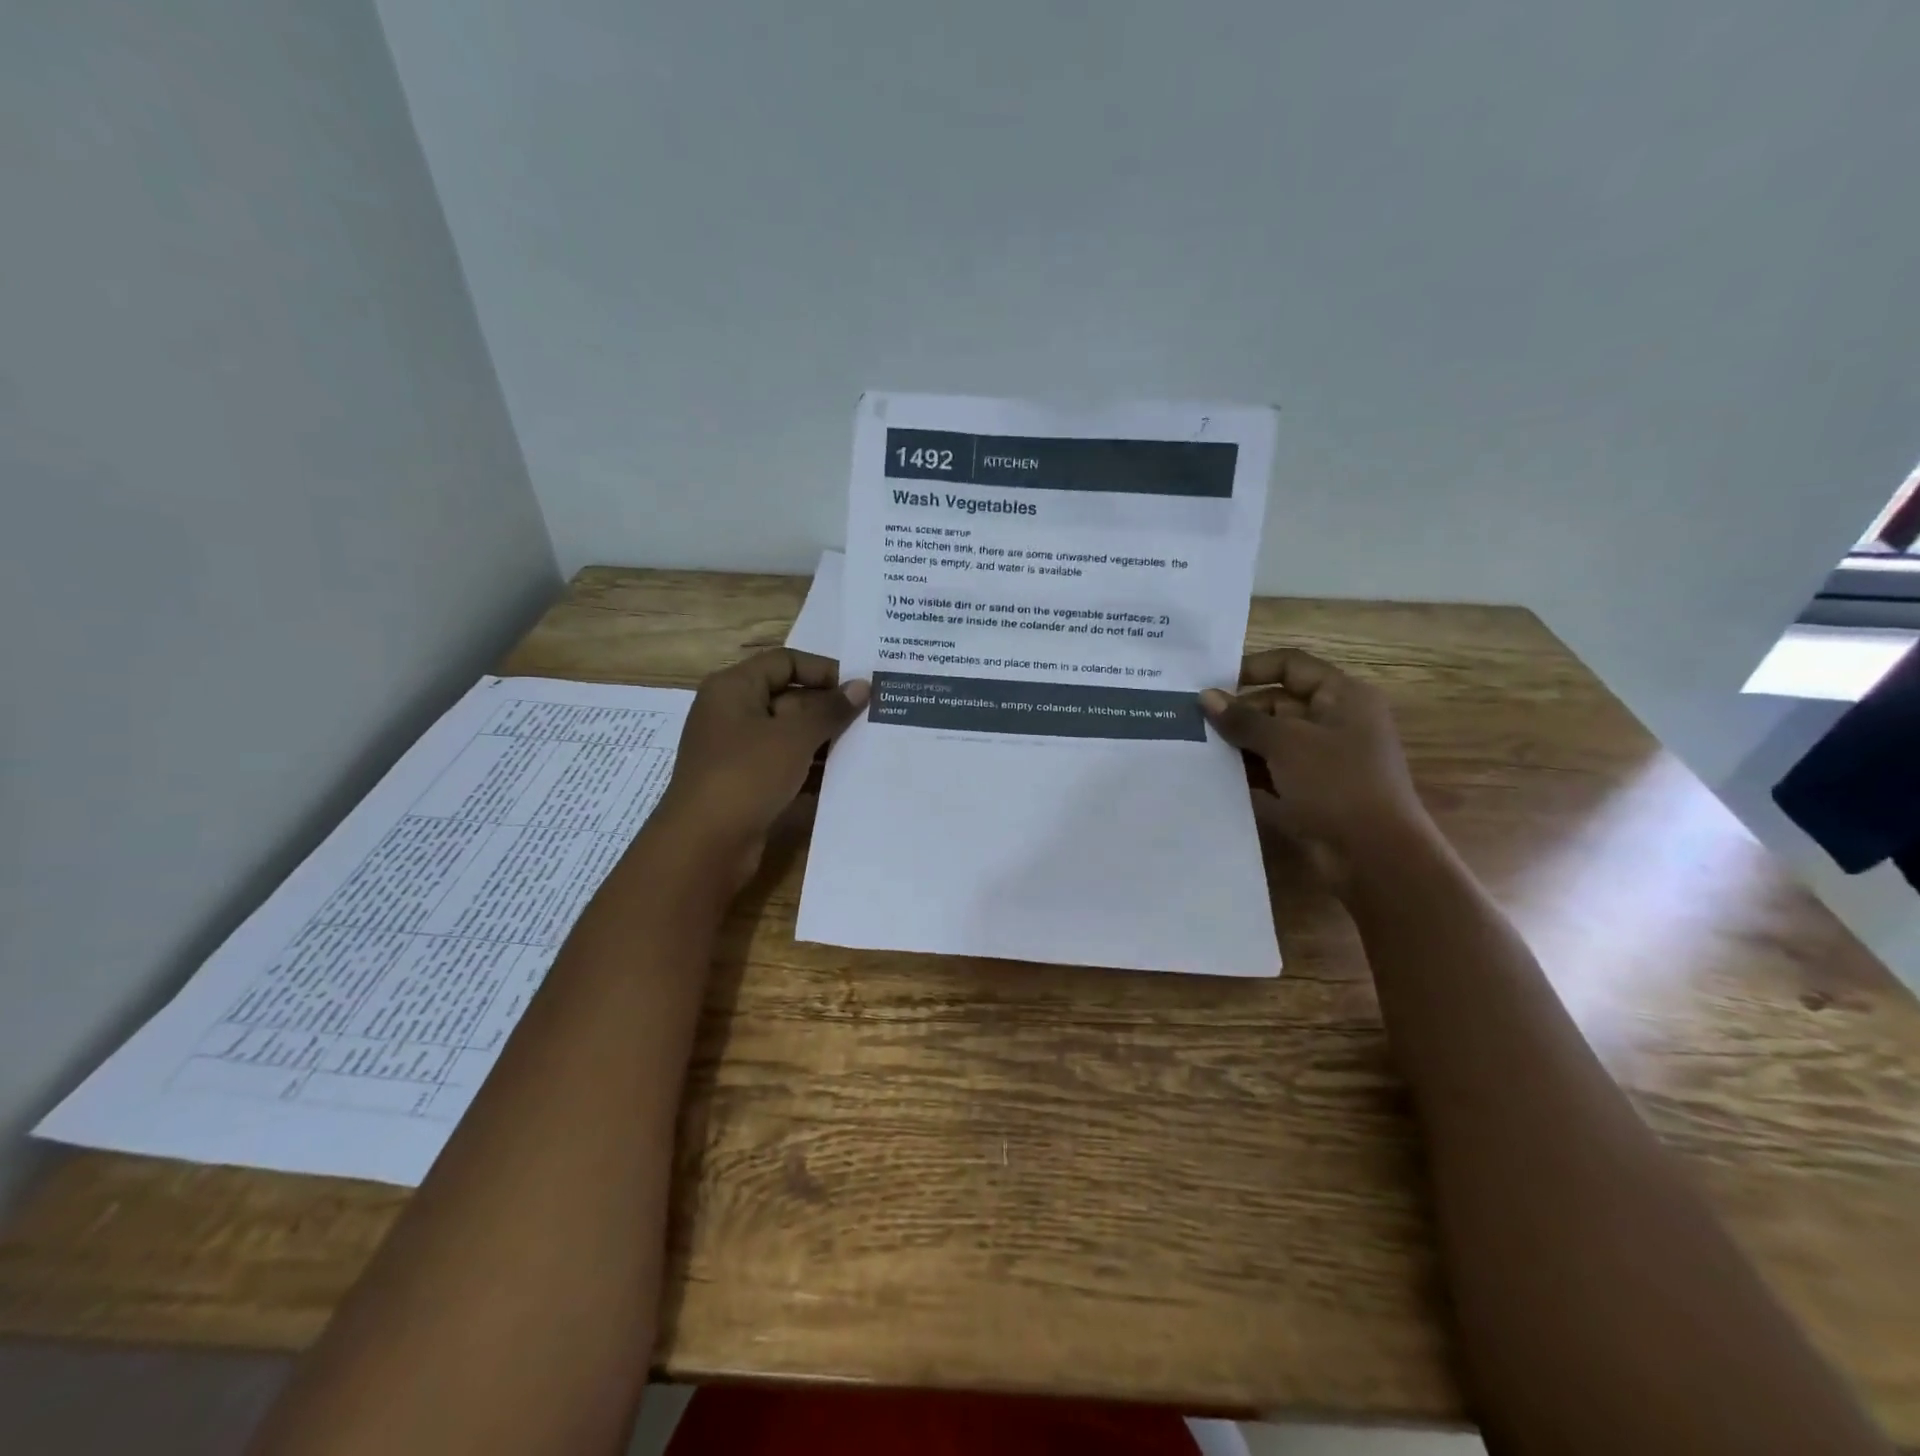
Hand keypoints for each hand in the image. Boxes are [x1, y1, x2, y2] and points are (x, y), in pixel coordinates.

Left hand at [652, 650, 867, 891]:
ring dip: (825, 741)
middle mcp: (732, 713)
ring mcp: (738, 751)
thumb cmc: (746, 775)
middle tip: (872, 719)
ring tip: (867, 747)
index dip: (823, 670)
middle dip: (829, 709)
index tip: (859, 688)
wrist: (704, 846)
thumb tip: (862, 686)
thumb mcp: (794, 737)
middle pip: (789, 698)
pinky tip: (845, 777)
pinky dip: (812, 769)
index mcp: (734, 688)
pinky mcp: (747, 784)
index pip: (785, 661)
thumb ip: (830, 710)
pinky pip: (786, 765)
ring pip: (789, 735)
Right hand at [1200, 648, 1431, 891]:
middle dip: (1238, 712)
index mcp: (1342, 697)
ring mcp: (1324, 758)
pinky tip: (1214, 776)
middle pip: (1277, 703)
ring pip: (1272, 739)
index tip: (1210, 683)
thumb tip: (1204, 697)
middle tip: (1193, 722)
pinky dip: (1249, 771)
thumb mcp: (1285, 744)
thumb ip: (1242, 719)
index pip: (1291, 666)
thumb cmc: (1337, 784)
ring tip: (1195, 747)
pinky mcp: (1313, 789)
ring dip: (1239, 743)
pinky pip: (1274, 770)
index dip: (1251, 668)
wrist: (1375, 855)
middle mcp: (1335, 721)